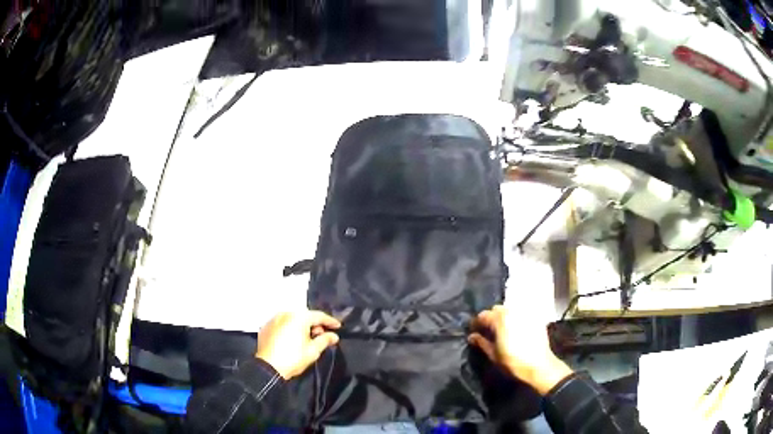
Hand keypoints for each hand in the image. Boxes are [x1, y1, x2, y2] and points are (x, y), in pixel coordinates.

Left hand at [255, 310, 340, 379]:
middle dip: (314, 324)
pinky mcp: (265, 327)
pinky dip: (289, 329)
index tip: (338, 326)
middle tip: (321, 335)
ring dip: (301, 326)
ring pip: (292, 319)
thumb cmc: (294, 358)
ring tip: (307, 338)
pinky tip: (292, 339)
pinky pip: (282, 324)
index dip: (330, 321)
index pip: (319, 316)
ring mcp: (273, 319)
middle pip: (305, 316)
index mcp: (298, 317)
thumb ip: (325, 340)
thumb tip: (334, 336)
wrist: (268, 367)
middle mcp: (285, 313)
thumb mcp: (313, 350)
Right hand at [468, 305, 572, 394]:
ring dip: (503, 317)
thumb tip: (472, 336)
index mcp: (500, 319)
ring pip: (509, 310)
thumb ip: (481, 342)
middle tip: (487, 331)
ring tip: (501, 330)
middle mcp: (512, 311)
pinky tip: (515, 330)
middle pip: (496, 310)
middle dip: (490, 318)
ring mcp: (525, 313)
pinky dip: (515, 319)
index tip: (473, 331)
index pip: (482, 315)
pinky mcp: (535, 318)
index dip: (476, 324)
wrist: (539, 366)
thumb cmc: (513, 362)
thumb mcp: (493, 354)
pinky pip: (521, 314)